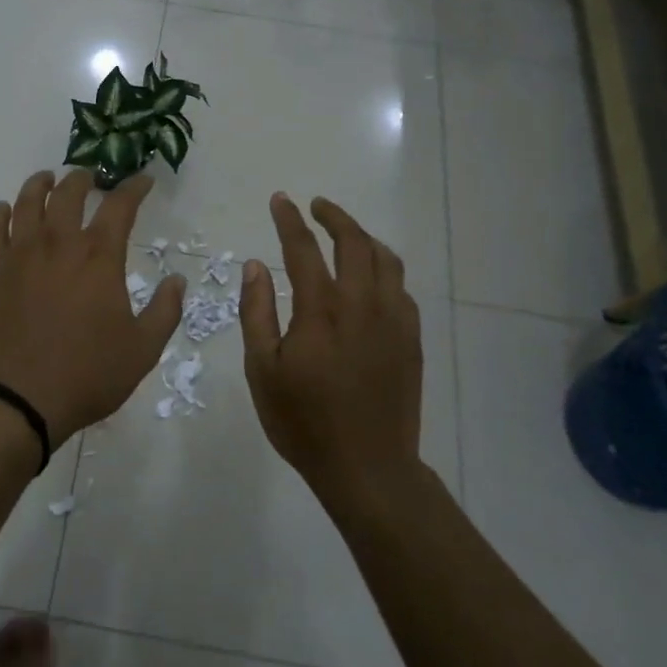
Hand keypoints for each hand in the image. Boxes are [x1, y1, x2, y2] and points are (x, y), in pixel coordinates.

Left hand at [0, 169, 184, 446]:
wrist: (18, 399)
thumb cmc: (87, 375)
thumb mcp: (143, 349)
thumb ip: (165, 311)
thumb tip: (178, 280)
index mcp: (99, 257)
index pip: (120, 206)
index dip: (135, 188)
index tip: (144, 181)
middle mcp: (58, 243)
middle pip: (69, 193)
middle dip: (84, 179)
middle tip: (91, 177)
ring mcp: (20, 254)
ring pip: (28, 202)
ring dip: (41, 184)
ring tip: (48, 179)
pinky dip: (2, 213)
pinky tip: (5, 209)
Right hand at [239, 193, 422, 502]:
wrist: (368, 467)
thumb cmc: (304, 422)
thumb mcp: (262, 370)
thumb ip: (256, 312)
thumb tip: (255, 265)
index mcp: (321, 310)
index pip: (304, 249)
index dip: (290, 220)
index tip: (281, 200)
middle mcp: (362, 304)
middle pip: (354, 242)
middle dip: (334, 217)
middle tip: (316, 206)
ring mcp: (393, 320)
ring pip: (386, 259)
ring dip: (364, 237)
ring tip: (345, 234)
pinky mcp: (411, 338)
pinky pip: (401, 287)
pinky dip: (384, 269)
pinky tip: (372, 278)